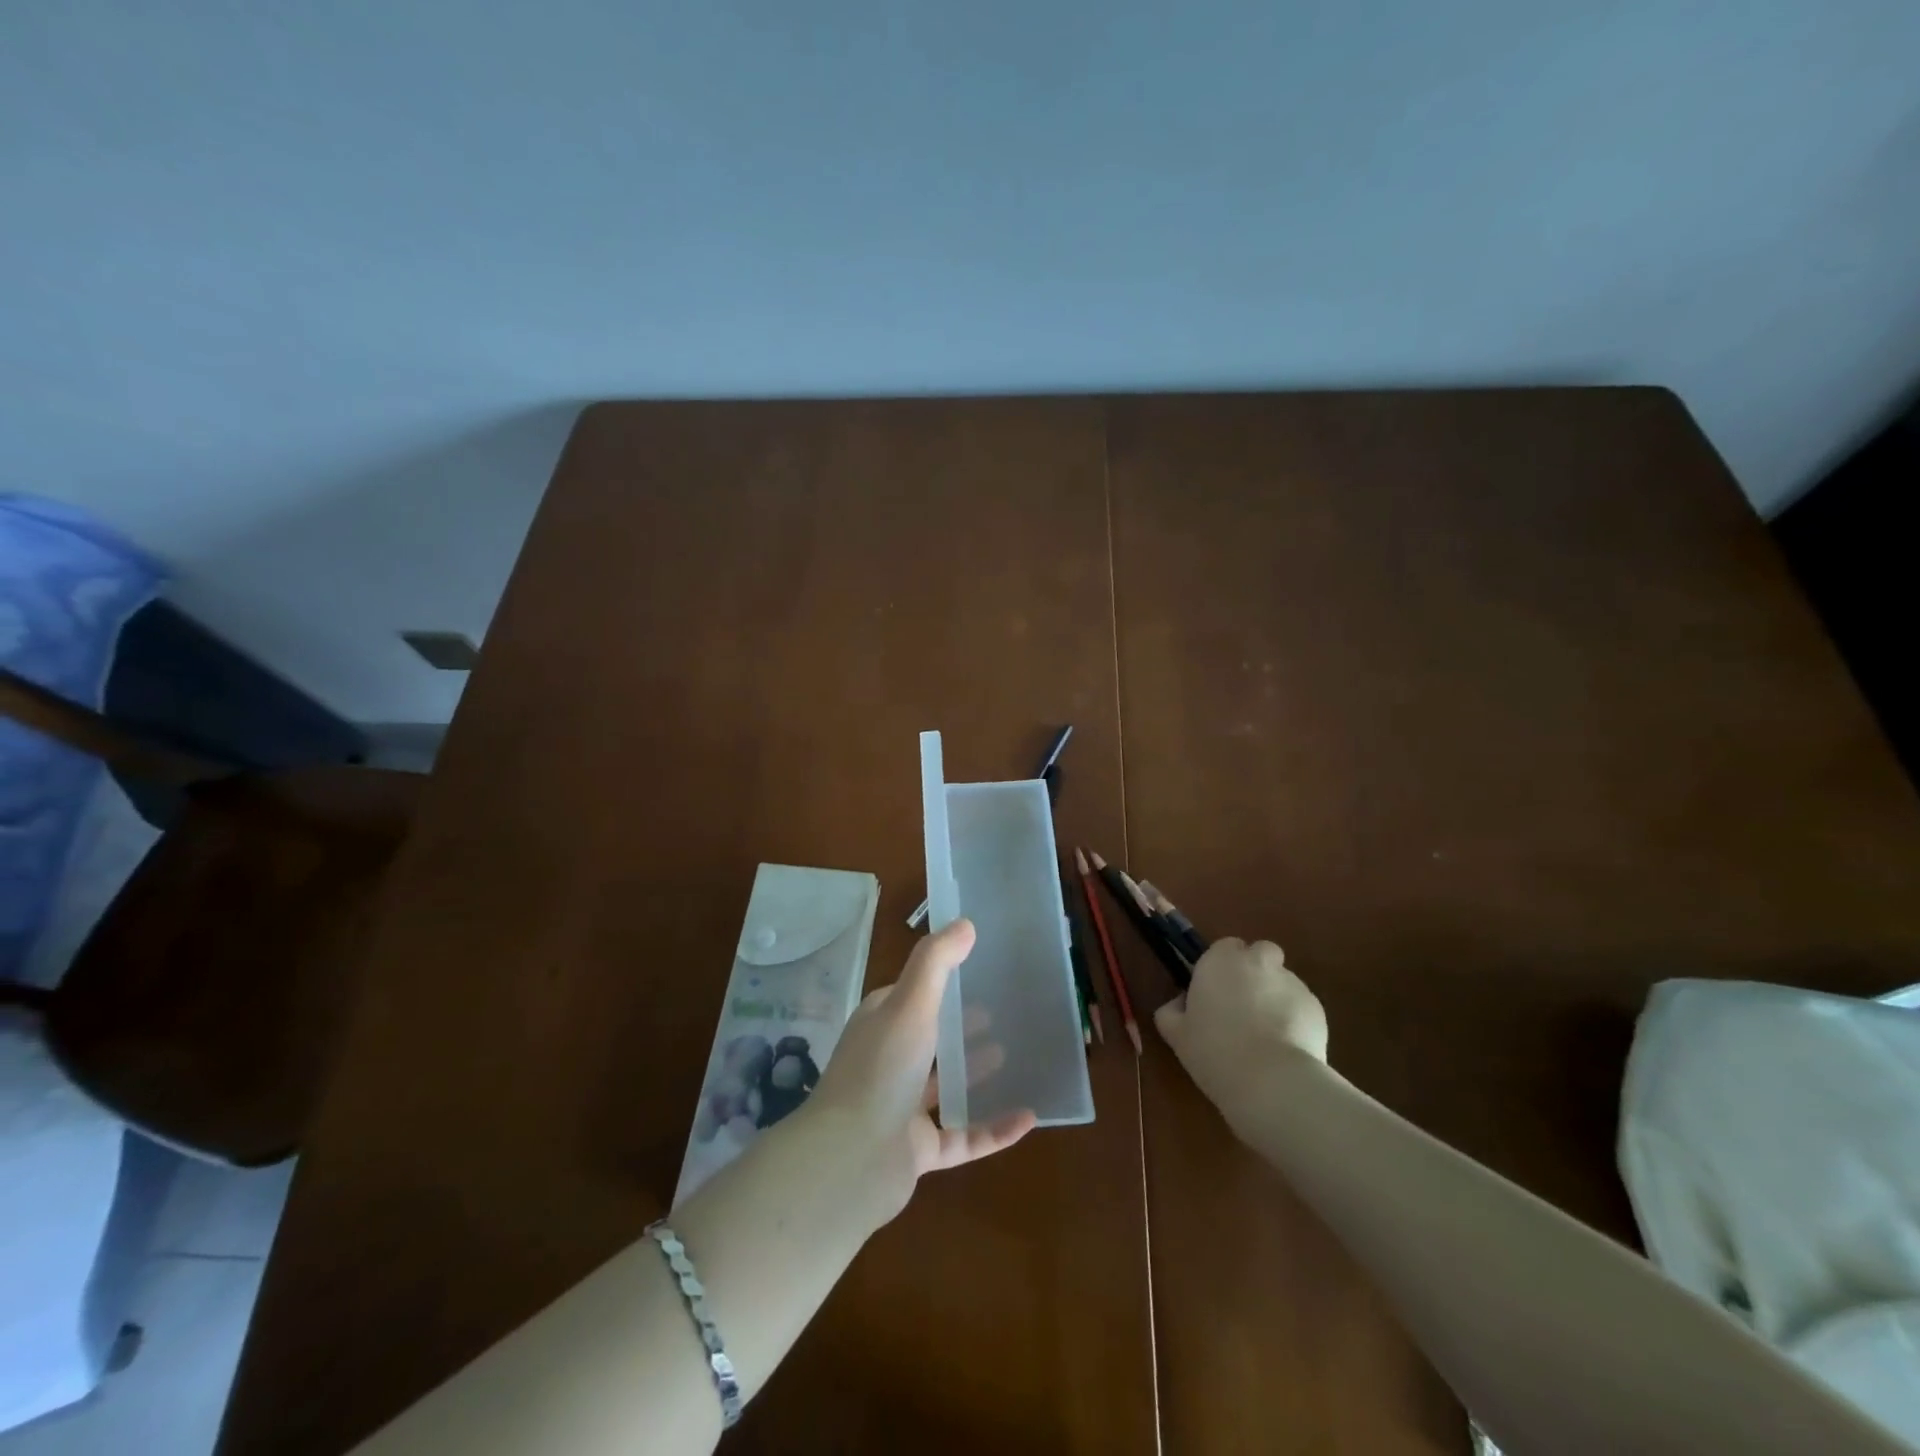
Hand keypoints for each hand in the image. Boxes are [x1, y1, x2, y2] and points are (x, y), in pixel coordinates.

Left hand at [808, 919, 1035, 1224]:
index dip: (938, 982)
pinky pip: (963, 1136)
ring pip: (943, 1086)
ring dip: (973, 1072)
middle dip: (958, 1025)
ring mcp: (902, 1109)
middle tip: (999, 1010)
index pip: (909, 995)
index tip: (976, 969)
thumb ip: (937, 962)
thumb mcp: (911, 1003)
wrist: (850, 1160)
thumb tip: (965, 923)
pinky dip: (994, 1129)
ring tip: (1009, 1053)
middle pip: (929, 1039)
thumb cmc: (882, 1069)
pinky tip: (1028, 1117)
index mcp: (880, 1025)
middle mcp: (888, 1062)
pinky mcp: (918, 1150)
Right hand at [1154, 938, 1327, 1139]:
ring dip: (1274, 996)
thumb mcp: (1176, 1034)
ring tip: (1267, 1035)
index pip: (1225, 947)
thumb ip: (1172, 1011)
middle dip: (1255, 971)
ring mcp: (1292, 983)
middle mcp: (1258, 962)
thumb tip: (1180, 1004)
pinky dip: (1295, 1019)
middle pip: (1261, 953)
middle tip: (1244, 1005)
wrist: (1271, 1082)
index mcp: (1221, 960)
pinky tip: (1286, 1048)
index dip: (1221, 967)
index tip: (1215, 993)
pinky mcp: (1317, 1008)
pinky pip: (1301, 1006)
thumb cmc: (1214, 1051)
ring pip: (1282, 981)